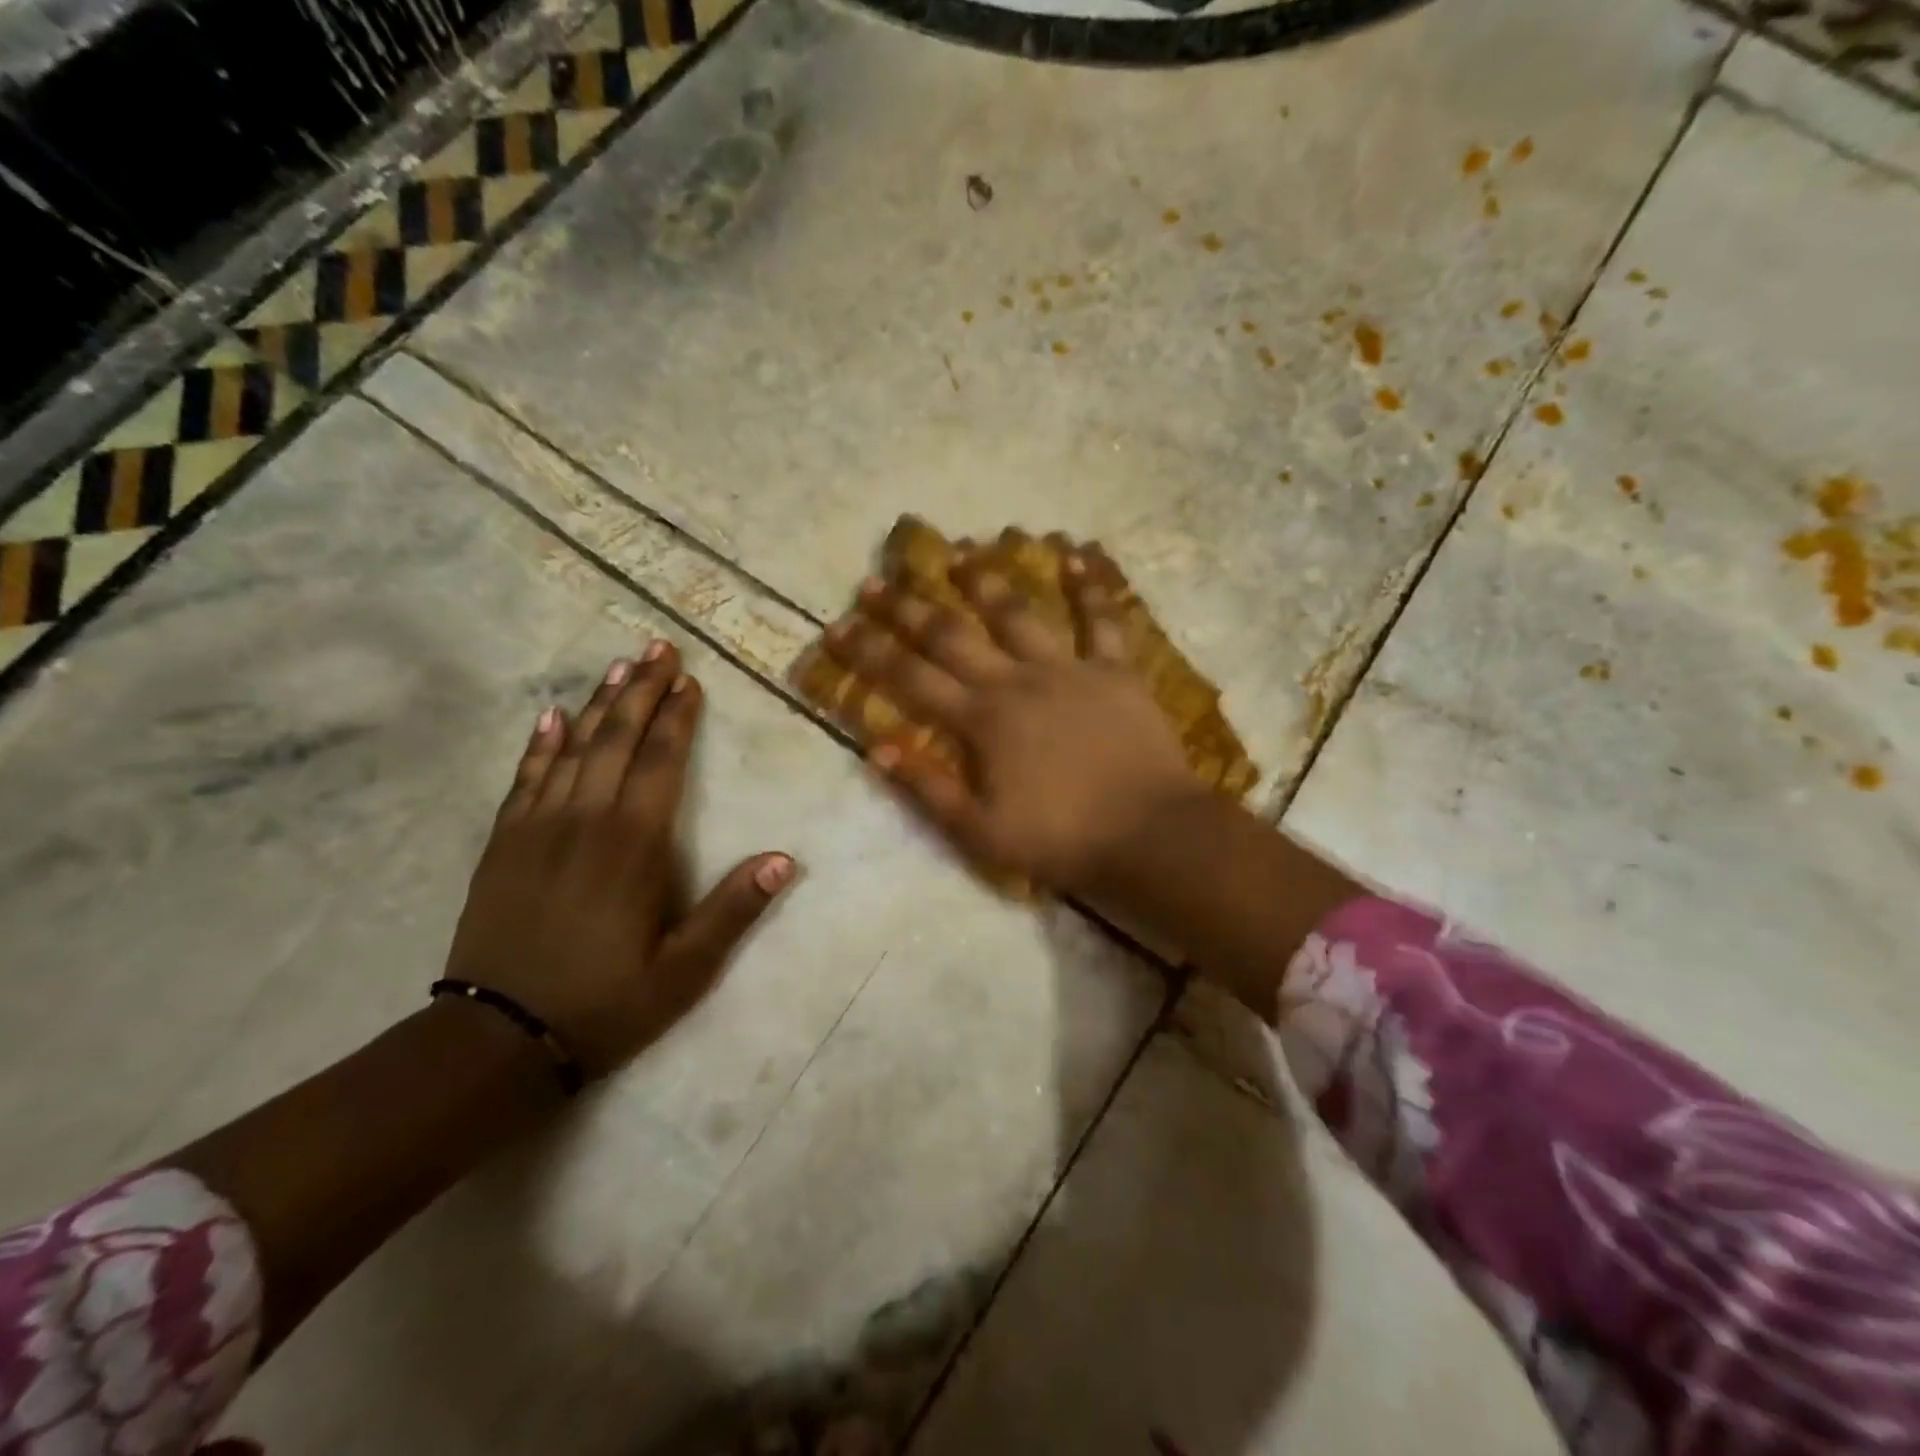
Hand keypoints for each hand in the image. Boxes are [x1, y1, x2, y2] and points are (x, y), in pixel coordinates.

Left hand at [444, 642, 795, 1078]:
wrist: (497, 1038)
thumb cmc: (605, 1002)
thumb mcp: (684, 970)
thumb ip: (732, 910)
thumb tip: (783, 859)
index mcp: (634, 843)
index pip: (661, 761)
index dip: (677, 716)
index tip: (689, 679)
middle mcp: (586, 819)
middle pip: (616, 738)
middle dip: (640, 690)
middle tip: (657, 647)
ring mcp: (538, 827)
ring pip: (572, 748)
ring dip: (597, 704)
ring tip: (617, 665)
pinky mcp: (503, 843)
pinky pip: (524, 778)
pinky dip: (539, 744)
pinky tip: (549, 718)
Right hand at [822, 548, 1199, 893]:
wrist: (1149, 834)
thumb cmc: (1062, 839)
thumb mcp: (982, 832)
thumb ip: (929, 788)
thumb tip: (875, 748)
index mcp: (982, 722)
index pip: (911, 680)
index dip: (869, 653)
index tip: (836, 626)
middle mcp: (1017, 682)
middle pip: (953, 636)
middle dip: (908, 608)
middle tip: (875, 582)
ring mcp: (1068, 670)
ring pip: (1018, 614)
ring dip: (985, 581)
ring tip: (959, 552)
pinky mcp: (1115, 671)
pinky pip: (1102, 620)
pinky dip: (1090, 586)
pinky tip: (1077, 552)